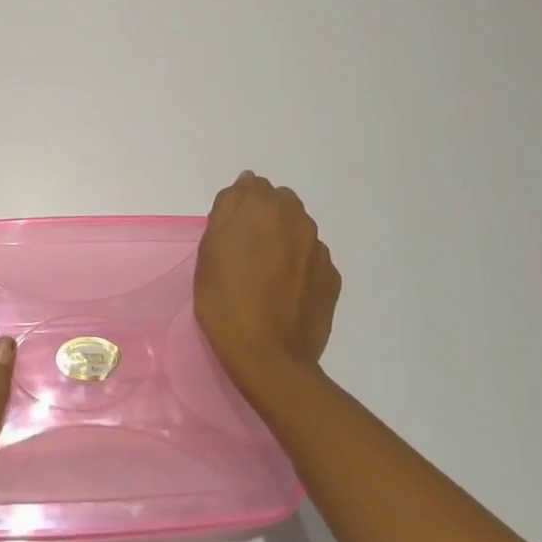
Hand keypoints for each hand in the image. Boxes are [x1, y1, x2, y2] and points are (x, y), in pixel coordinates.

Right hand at [195, 171, 341, 391]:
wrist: (268, 356)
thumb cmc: (226, 300)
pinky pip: (311, 259)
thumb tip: (245, 184)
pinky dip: (299, 267)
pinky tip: (284, 294)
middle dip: (264, 219)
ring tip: (265, 277)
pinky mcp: (332, 277)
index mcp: (265, 207)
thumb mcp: (209, 250)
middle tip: (245, 253)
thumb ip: (228, 209)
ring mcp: (320, 249)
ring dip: (283, 241)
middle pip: (280, 204)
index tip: (228, 234)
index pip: (252, 186)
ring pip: (298, 231)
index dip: (239, 208)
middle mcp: (298, 219)